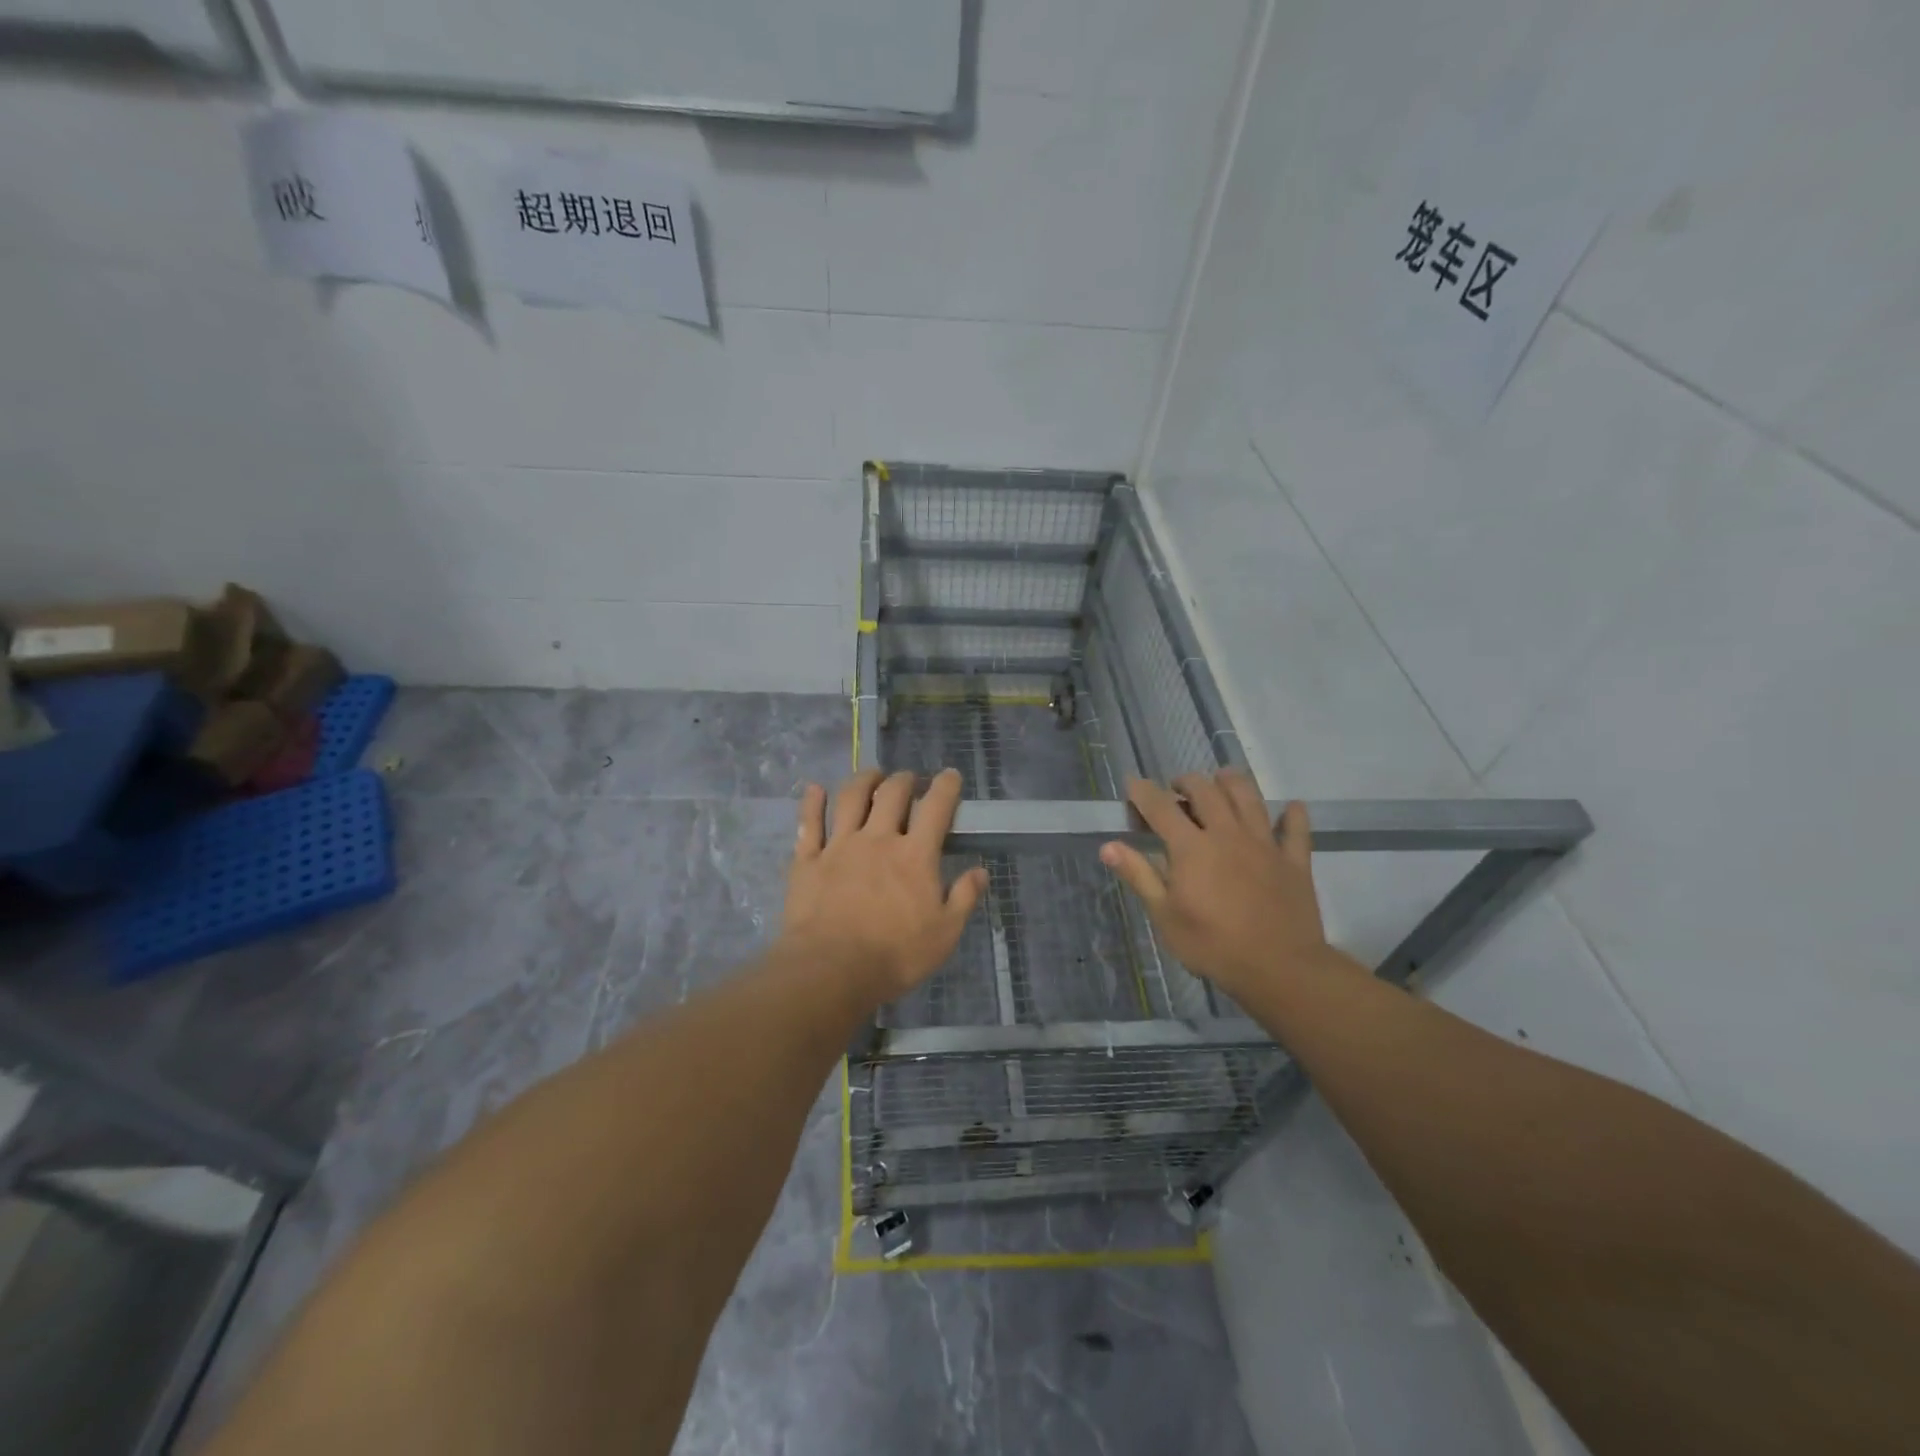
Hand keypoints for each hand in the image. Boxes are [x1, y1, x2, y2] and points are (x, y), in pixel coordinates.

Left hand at [781, 768, 987, 1002]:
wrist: (832, 970)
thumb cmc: (895, 955)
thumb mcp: (945, 933)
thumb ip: (964, 898)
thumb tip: (981, 871)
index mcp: (915, 855)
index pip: (935, 808)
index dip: (945, 786)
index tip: (950, 776)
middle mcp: (878, 839)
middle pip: (891, 794)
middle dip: (904, 779)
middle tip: (908, 779)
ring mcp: (839, 846)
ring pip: (850, 798)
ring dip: (863, 780)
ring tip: (871, 775)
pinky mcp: (808, 860)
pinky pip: (809, 822)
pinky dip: (812, 802)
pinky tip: (814, 789)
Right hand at [1099, 770, 1333, 1000]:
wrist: (1279, 968)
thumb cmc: (1213, 945)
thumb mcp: (1165, 916)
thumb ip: (1139, 875)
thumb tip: (1108, 846)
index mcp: (1192, 847)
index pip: (1160, 807)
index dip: (1143, 791)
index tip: (1132, 783)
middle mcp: (1227, 834)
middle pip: (1206, 790)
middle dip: (1186, 782)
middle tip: (1176, 790)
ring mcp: (1265, 844)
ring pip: (1249, 797)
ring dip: (1232, 782)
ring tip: (1221, 781)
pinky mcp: (1294, 860)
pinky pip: (1296, 829)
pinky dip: (1293, 815)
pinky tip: (1291, 808)